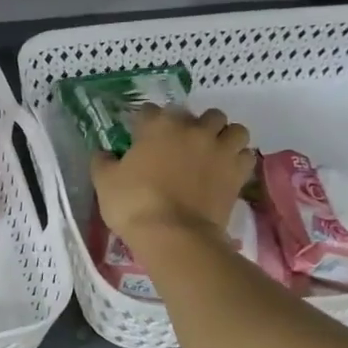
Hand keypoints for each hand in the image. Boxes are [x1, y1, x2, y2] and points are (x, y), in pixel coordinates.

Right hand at [92, 106, 254, 245]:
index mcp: (158, 127)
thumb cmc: (134, 205)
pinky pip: (245, 155)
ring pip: (233, 129)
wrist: (173, 235)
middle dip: (195, 126)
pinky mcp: (237, 172)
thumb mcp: (105, 183)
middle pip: (203, 115)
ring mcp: (220, 149)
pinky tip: (226, 170)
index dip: (143, 123)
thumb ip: (103, 162)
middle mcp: (194, 130)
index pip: (150, 111)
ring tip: (213, 153)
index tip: (138, 136)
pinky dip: (237, 159)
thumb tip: (104, 153)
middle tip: (183, 145)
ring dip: (224, 137)